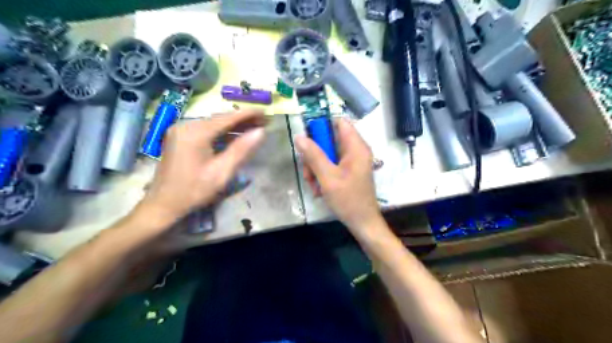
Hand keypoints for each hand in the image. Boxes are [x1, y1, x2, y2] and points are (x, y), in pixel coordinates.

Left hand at [141, 108, 265, 223]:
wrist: (163, 204)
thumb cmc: (194, 190)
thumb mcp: (222, 172)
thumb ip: (241, 149)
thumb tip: (261, 132)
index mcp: (196, 132)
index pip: (227, 118)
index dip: (248, 114)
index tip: (266, 112)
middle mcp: (186, 125)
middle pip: (220, 119)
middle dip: (242, 120)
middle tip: (263, 122)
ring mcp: (181, 130)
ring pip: (213, 124)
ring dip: (233, 126)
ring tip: (254, 127)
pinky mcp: (179, 137)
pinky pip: (205, 130)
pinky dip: (221, 132)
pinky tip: (234, 135)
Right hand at [296, 118, 380, 233]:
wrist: (362, 223)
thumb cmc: (348, 199)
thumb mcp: (328, 177)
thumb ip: (313, 155)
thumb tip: (299, 136)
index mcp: (356, 147)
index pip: (339, 122)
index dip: (322, 125)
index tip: (307, 138)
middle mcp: (355, 150)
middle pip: (329, 140)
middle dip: (314, 154)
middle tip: (307, 171)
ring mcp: (352, 162)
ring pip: (327, 154)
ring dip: (315, 167)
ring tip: (312, 184)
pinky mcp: (348, 171)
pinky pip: (331, 165)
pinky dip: (321, 174)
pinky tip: (318, 189)